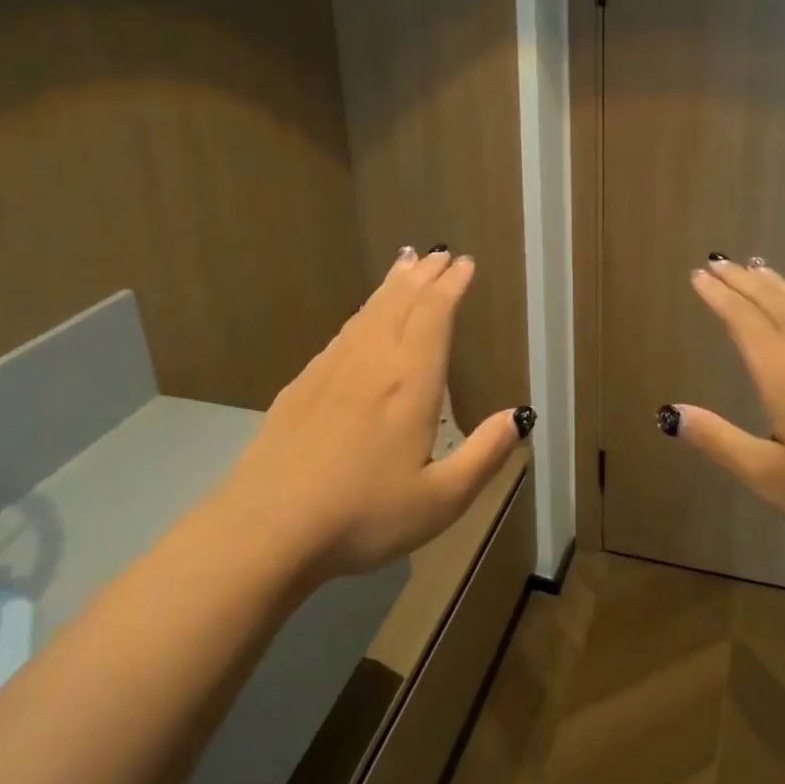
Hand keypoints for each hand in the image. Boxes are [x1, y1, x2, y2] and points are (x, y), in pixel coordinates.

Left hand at [215, 247, 530, 579]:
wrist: (265, 530)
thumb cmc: (363, 516)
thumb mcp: (440, 500)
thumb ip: (484, 455)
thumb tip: (519, 416)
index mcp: (410, 383)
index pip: (434, 316)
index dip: (451, 286)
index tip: (465, 264)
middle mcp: (371, 363)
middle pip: (401, 304)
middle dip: (424, 276)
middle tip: (440, 253)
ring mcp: (330, 371)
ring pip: (368, 313)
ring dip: (392, 286)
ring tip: (406, 265)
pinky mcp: (300, 387)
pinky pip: (341, 334)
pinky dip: (361, 313)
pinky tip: (361, 319)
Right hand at [667, 257, 784, 549]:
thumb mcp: (772, 478)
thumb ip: (720, 441)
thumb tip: (672, 413)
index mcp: (784, 374)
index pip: (743, 321)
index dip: (718, 296)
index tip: (698, 275)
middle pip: (772, 302)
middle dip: (741, 281)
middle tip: (718, 262)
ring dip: (775, 284)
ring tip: (757, 269)